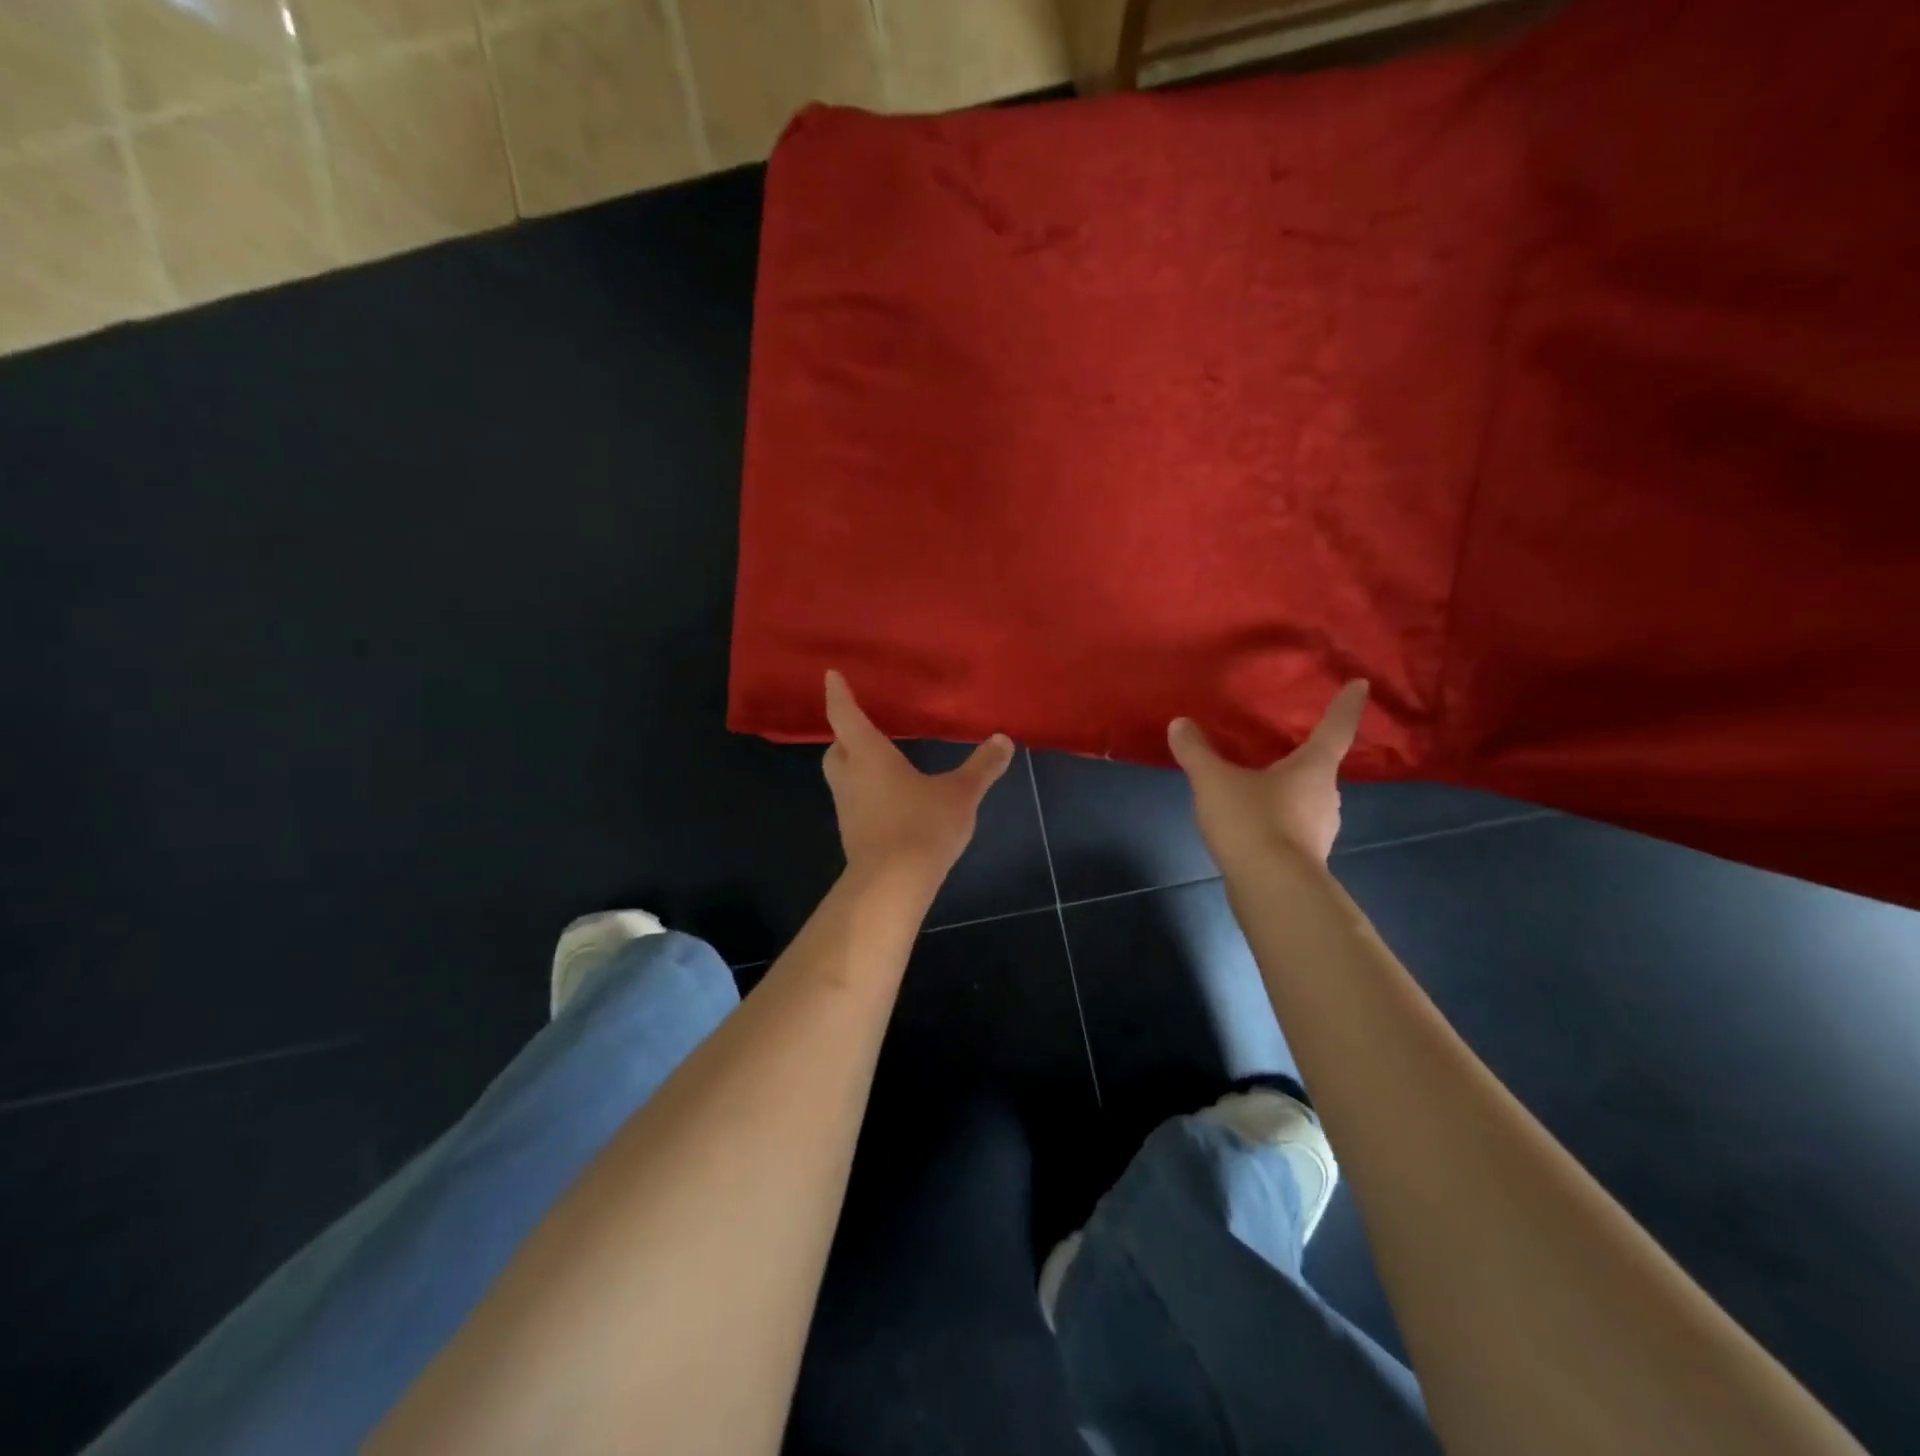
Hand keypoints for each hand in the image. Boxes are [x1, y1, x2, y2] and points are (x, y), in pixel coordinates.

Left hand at [823, 670, 1014, 883]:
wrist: (892, 884)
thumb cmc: (922, 826)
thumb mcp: (961, 794)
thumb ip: (982, 767)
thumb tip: (1004, 739)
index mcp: (869, 755)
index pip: (846, 716)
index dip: (838, 694)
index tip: (831, 676)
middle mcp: (851, 777)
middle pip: (836, 748)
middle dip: (844, 735)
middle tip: (862, 727)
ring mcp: (847, 808)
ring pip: (841, 778)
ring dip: (853, 766)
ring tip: (879, 763)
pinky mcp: (852, 835)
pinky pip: (853, 803)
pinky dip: (864, 794)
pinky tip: (889, 801)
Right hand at [1168, 681, 1368, 868]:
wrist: (1272, 889)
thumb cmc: (1252, 822)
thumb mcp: (1214, 781)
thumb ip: (1196, 752)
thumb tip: (1180, 723)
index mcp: (1313, 768)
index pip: (1335, 728)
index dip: (1346, 705)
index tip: (1361, 684)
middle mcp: (1326, 795)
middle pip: (1319, 768)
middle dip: (1303, 757)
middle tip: (1282, 746)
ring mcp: (1320, 830)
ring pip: (1306, 800)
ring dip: (1288, 792)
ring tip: (1257, 788)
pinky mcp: (1306, 858)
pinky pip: (1294, 827)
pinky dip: (1278, 821)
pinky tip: (1252, 826)